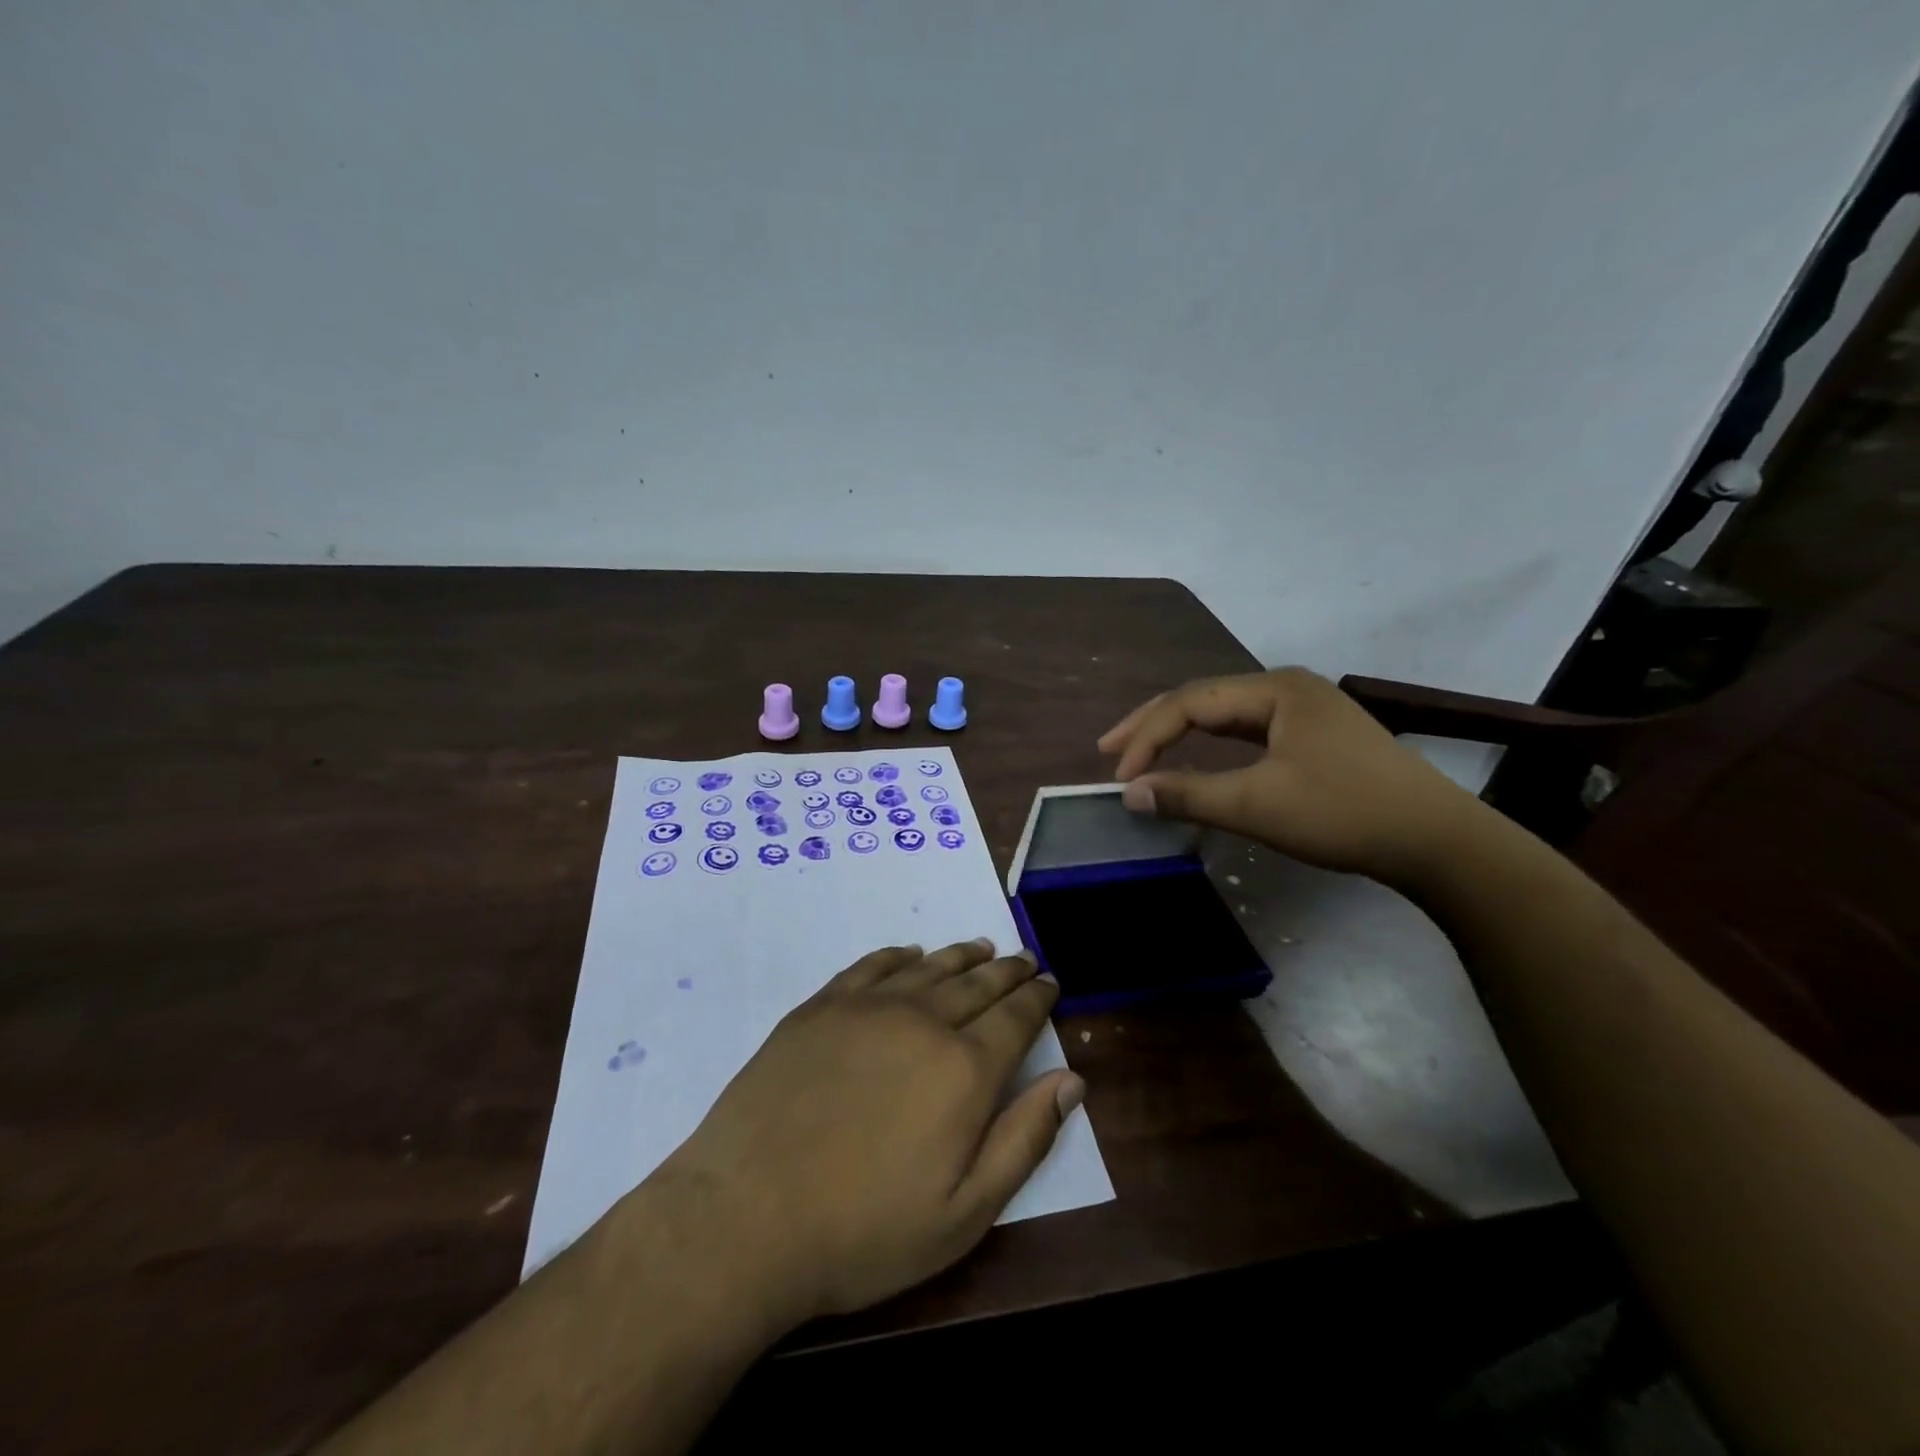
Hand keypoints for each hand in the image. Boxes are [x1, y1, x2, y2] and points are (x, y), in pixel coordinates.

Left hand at [645, 939, 1082, 1329]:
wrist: (745, 1218)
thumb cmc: (864, 1231)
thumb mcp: (963, 1214)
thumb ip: (1024, 1140)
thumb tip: (1071, 1079)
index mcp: (964, 1069)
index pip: (1016, 1017)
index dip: (1037, 998)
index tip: (1050, 983)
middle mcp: (922, 1021)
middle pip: (978, 983)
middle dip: (1008, 970)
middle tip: (1025, 960)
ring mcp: (867, 1007)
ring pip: (930, 966)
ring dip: (962, 956)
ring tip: (982, 948)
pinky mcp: (821, 1006)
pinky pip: (872, 965)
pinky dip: (899, 956)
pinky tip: (909, 954)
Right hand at [1098, 667, 1479, 884]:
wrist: (1437, 841)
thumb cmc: (1344, 813)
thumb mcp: (1258, 805)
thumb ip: (1189, 795)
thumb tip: (1129, 794)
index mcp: (1274, 689)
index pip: (1190, 703)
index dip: (1147, 738)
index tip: (1120, 778)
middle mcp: (1286, 688)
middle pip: (1203, 699)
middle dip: (1153, 725)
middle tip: (1108, 749)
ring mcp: (1304, 711)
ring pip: (1225, 715)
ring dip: (1180, 734)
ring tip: (1140, 751)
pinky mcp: (1314, 737)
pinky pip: (1247, 732)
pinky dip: (1212, 746)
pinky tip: (1197, 755)